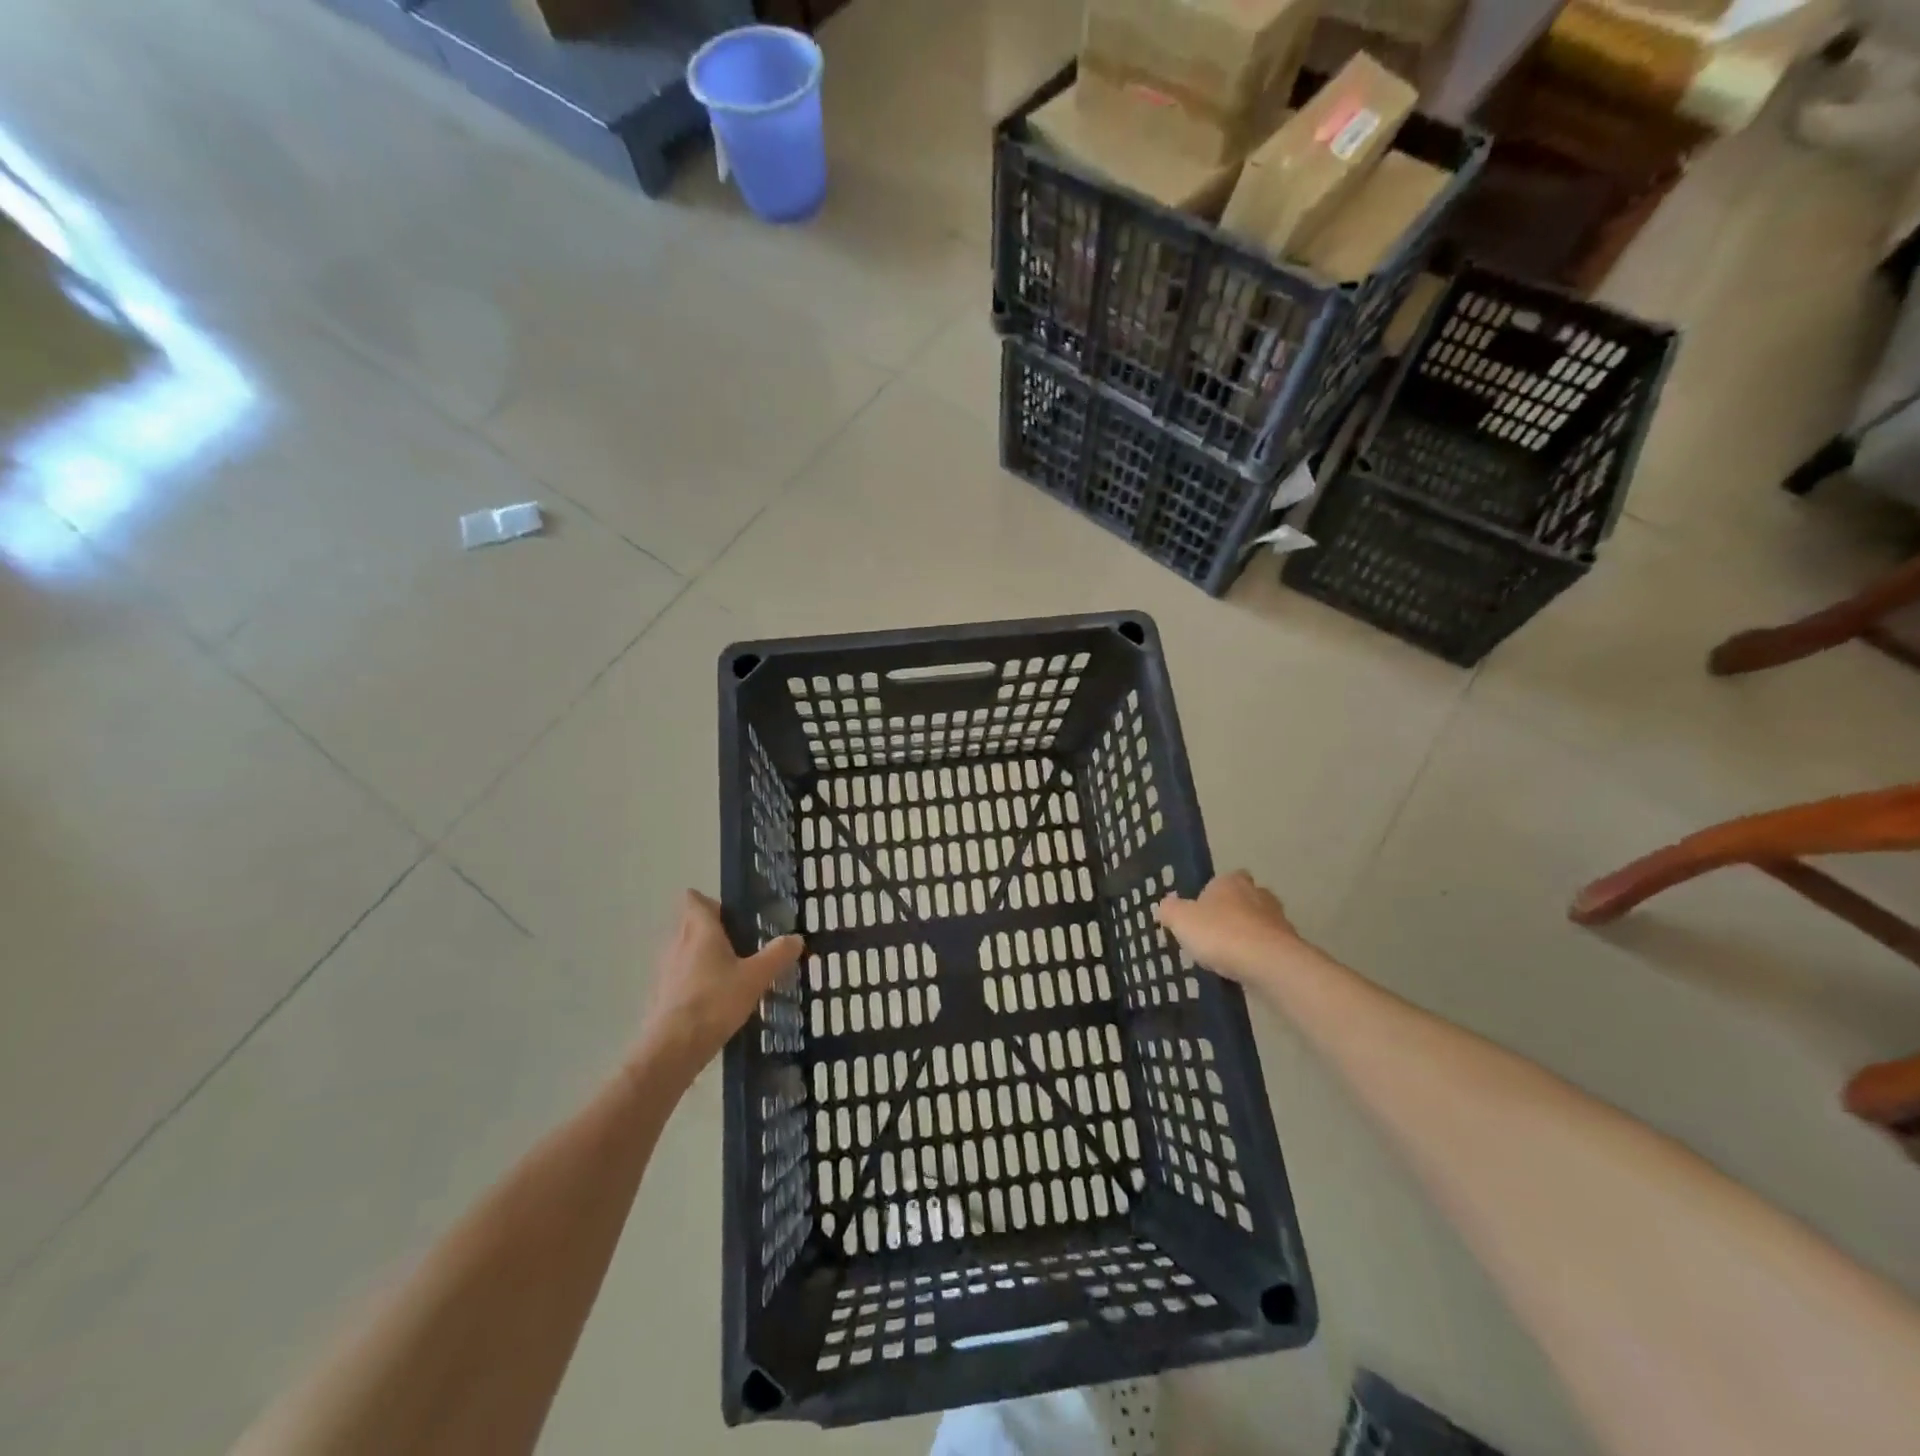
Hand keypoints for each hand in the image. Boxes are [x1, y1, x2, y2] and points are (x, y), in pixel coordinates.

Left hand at [634, 891, 803, 1084]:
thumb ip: (776, 956)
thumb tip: (796, 938)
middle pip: (690, 924)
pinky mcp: (662, 995)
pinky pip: (680, 976)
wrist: (673, 1048)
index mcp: (700, 931)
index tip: (732, 912)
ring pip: (685, 951)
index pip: (694, 900)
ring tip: (731, 970)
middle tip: (741, 941)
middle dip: (712, 929)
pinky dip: (695, 980)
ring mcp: (666, 970)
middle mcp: (678, 944)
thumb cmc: (715, 1001)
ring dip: (703, 955)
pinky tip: (715, 998)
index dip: (710, 902)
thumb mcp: (755, 978)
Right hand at [1155, 871, 1303, 989]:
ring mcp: (1278, 919)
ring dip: (1246, 936)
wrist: (1268, 963)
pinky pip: (1268, 947)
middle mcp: (1258, 893)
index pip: (1222, 880)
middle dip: (1231, 914)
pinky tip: (1245, 971)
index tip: (1200, 914)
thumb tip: (1166, 904)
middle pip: (1243, 900)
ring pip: (1258, 924)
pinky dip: (1258, 956)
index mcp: (1231, 881)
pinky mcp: (1290, 945)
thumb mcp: (1180, 920)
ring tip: (1228, 958)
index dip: (1211, 895)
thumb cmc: (1219, 933)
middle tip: (1213, 935)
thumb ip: (1170, 910)